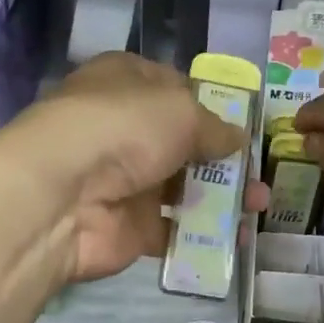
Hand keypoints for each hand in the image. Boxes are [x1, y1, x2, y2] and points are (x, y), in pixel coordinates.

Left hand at [0, 53, 266, 284]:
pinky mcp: (128, 227)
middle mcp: (123, 129)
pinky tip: (235, 239)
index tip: (245, 125)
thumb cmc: (123, 129)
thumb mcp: (181, 111)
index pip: (175, 87)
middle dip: (224, 160)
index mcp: (126, 82)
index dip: (211, 104)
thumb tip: (237, 139)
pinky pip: (172, 230)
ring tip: (258, 209)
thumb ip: (214, 127)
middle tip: (260, 176)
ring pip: (181, 189)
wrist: (63, 197)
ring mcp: (124, 181)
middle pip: (182, 144)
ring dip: (221, 198)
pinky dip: (201, 235)